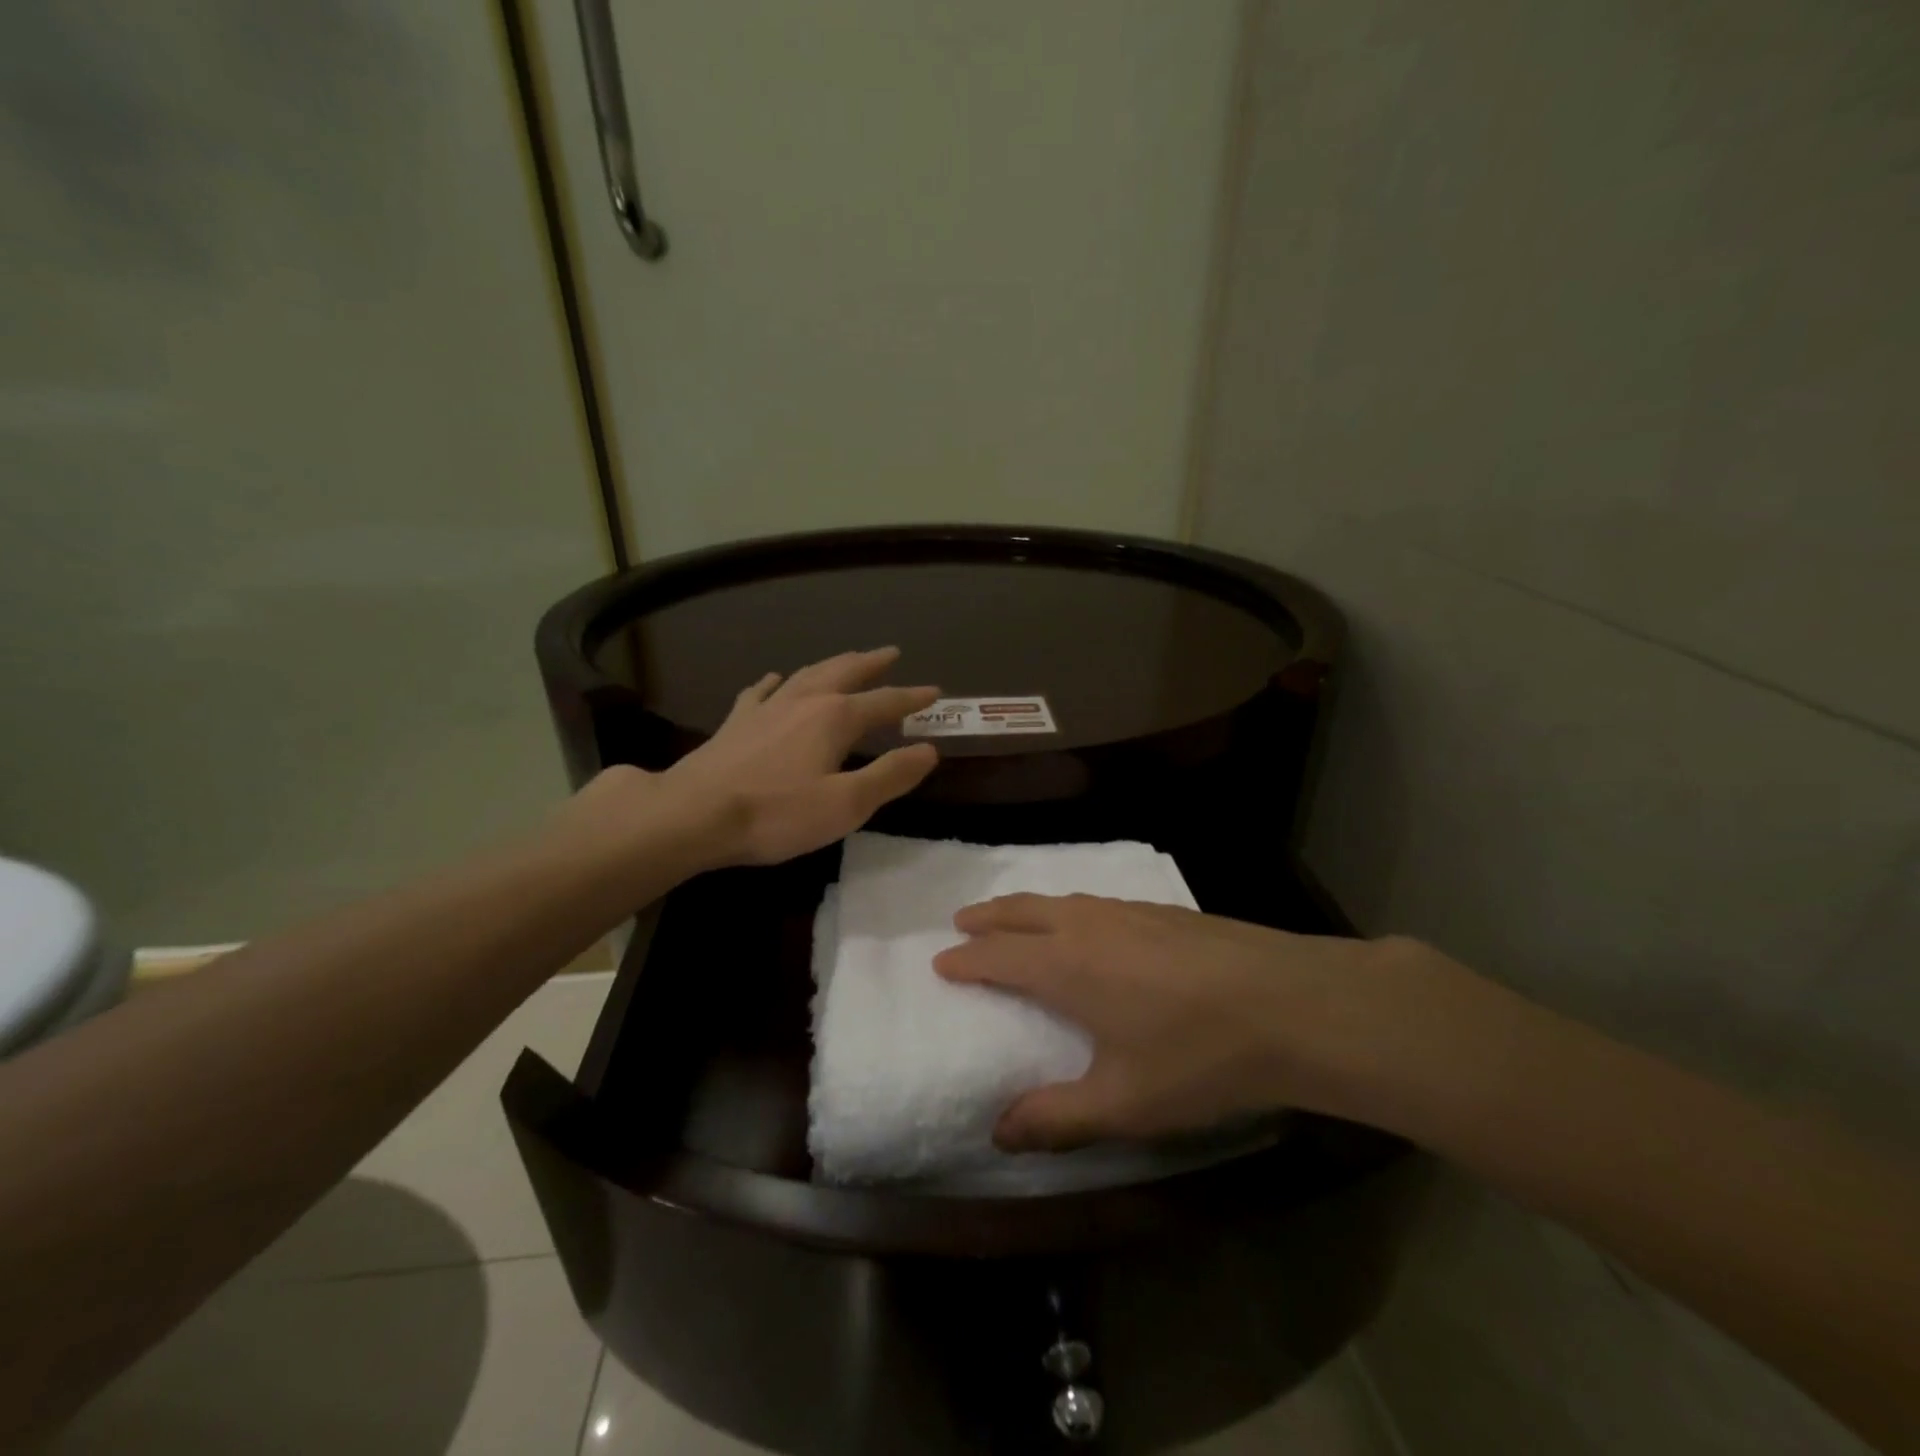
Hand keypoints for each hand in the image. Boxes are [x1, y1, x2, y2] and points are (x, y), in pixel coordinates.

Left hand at [655, 647, 939, 867]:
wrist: (694, 814)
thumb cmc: (777, 813)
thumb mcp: (846, 804)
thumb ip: (891, 775)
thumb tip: (929, 750)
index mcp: (835, 718)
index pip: (884, 702)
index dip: (912, 698)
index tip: (934, 691)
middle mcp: (803, 701)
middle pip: (844, 672)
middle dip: (871, 663)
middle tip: (890, 653)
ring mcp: (766, 708)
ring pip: (807, 674)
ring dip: (833, 664)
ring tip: (847, 659)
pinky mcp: (737, 722)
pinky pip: (763, 690)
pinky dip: (778, 681)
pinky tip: (777, 678)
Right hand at [933, 894, 1447, 1151]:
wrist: (1291, 1004)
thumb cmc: (1199, 1056)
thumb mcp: (1124, 1103)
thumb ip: (1056, 1118)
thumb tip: (998, 1132)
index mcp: (1065, 966)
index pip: (997, 955)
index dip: (965, 959)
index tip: (940, 962)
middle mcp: (1087, 926)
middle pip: (1021, 911)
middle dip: (987, 917)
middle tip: (961, 922)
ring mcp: (1127, 911)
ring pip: (1059, 899)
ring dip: (1025, 906)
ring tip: (1013, 916)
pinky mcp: (1162, 910)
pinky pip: (1094, 900)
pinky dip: (1067, 906)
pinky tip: (1086, 921)